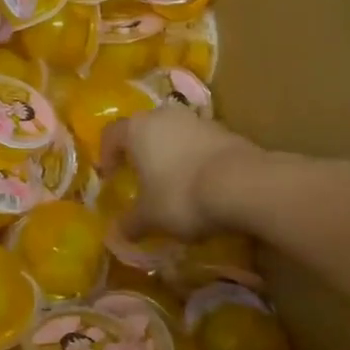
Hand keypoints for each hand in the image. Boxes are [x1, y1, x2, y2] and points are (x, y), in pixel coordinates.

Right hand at [101, 105, 255, 240]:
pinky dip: (195, 157)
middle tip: (141, 176)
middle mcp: (163, 116)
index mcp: (137, 129)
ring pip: (173, 133)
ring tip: (174, 181)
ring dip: (170, 152)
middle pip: (144, 128)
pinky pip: (199, 142)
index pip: (111, 134)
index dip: (106, 155)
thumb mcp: (150, 218)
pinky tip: (202, 182)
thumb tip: (117, 233)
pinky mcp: (224, 129)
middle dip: (140, 151)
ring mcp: (196, 119)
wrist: (243, 184)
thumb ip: (131, 223)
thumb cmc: (182, 195)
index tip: (110, 176)